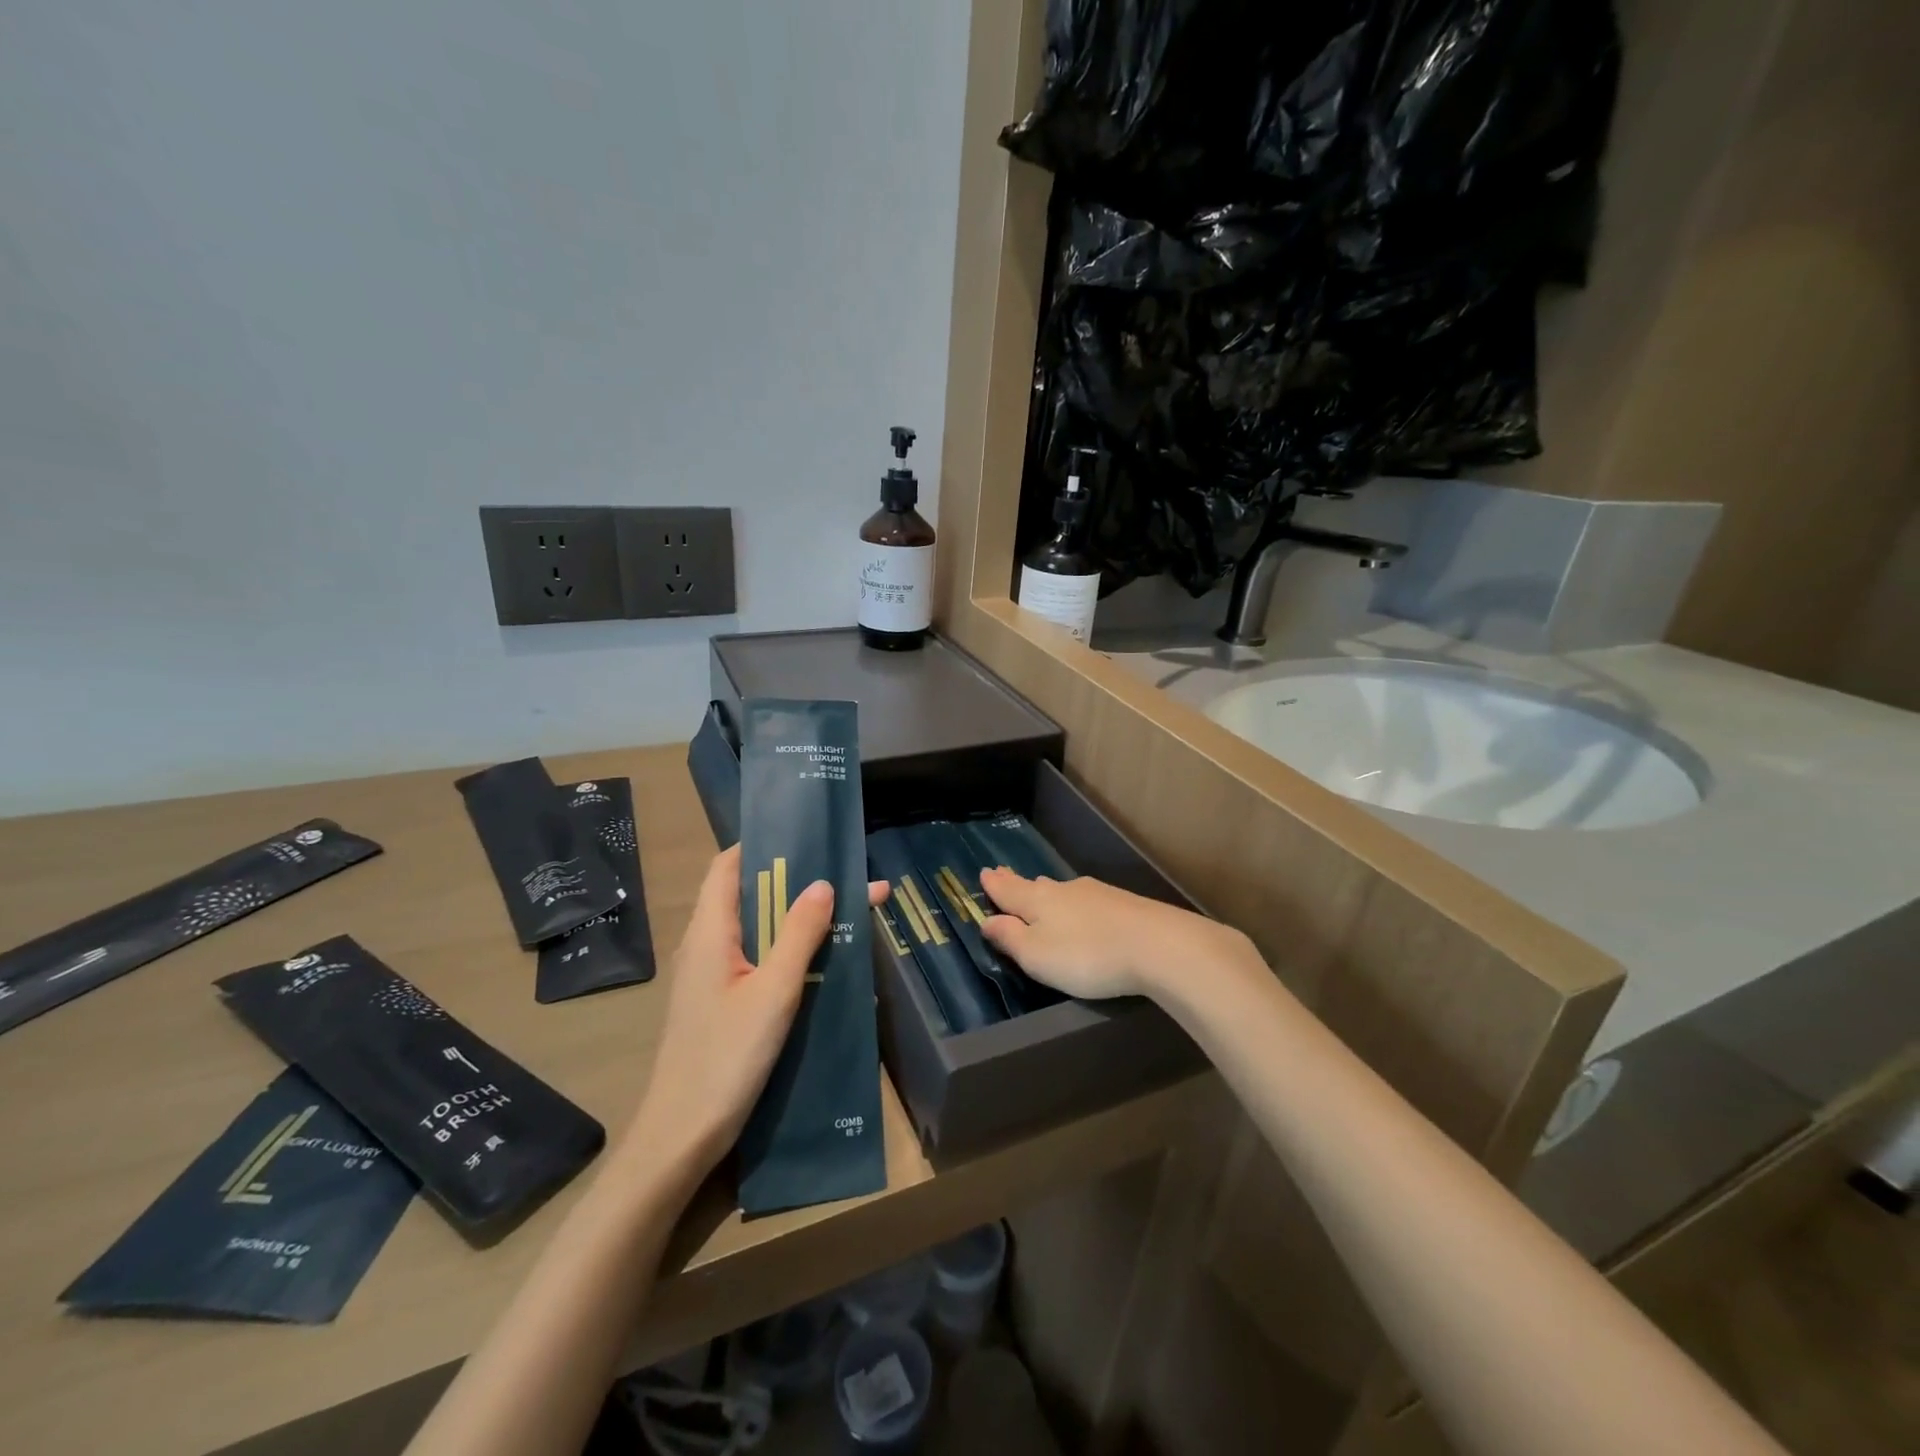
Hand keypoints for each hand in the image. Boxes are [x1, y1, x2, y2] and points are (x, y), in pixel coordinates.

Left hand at [621, 847, 886, 1183]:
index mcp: (710, 932)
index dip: (764, 845)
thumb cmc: (725, 1058)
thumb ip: (798, 935)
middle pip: (751, 896)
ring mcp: (712, 976)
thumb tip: (823, 883)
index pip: (729, 865)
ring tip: (849, 910)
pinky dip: (790, 949)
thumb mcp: (773, 993)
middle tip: (849, 875)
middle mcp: (706, 945)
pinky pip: (758, 959)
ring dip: (799, 917)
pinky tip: (824, 959)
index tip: (808, 837)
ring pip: (758, 930)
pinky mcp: (722, 1003)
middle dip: (798, 882)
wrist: (680, 1139)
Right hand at [979, 867, 1255, 1002]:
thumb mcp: (1037, 956)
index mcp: (1037, 901)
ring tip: (1038, 891)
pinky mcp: (1123, 904)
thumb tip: (987, 920)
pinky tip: (1081, 909)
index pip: (1008, 890)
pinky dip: (1075, 904)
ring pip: (1062, 891)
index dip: (994, 885)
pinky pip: (1087, 900)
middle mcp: (1064, 890)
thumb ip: (1010, 938)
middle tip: (1003, 875)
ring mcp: (1096, 894)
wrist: (1157, 945)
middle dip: (1017, 884)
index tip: (984, 872)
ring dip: (1046, 892)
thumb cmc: (1086, 956)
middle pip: (1034, 886)